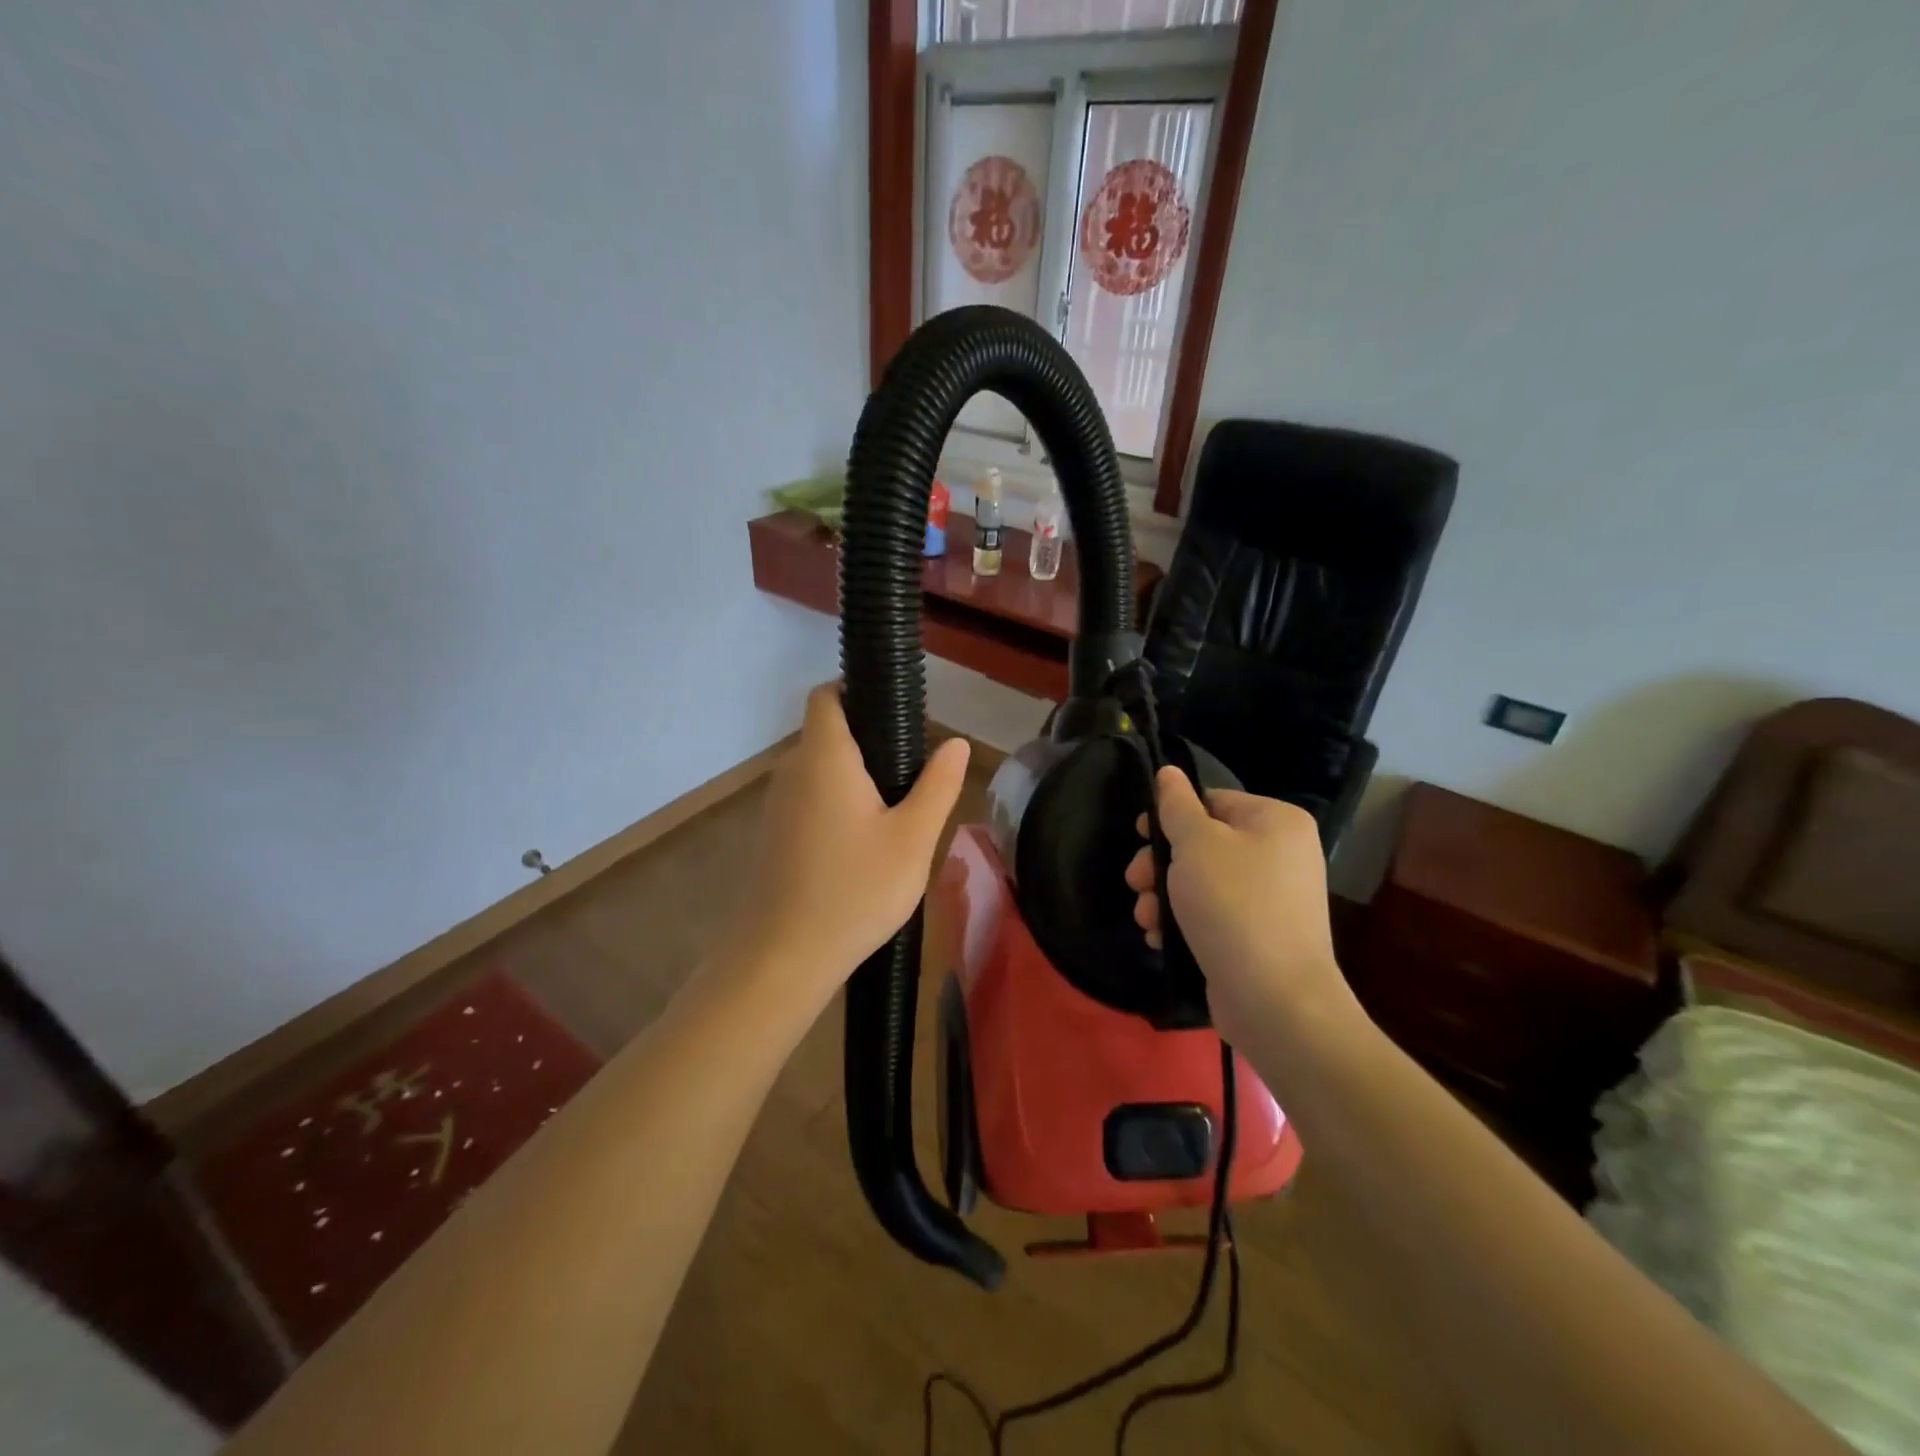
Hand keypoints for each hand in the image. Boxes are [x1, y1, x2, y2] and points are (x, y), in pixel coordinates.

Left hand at [730, 685, 969, 1010]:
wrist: (783, 957)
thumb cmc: (855, 890)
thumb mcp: (913, 839)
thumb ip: (938, 785)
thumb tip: (958, 743)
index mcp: (824, 757)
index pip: (827, 695)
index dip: (857, 691)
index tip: (897, 714)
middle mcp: (792, 770)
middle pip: (827, 732)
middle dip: (868, 740)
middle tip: (912, 774)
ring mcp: (777, 804)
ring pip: (819, 769)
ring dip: (853, 776)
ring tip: (895, 810)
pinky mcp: (774, 834)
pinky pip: (809, 798)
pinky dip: (836, 802)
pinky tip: (863, 842)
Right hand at [1125, 767, 1355, 1042]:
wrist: (1276, 1000)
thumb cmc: (1234, 906)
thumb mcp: (1196, 845)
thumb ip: (1176, 806)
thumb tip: (1168, 772)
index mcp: (1276, 821)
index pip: (1212, 801)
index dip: (1170, 816)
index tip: (1139, 837)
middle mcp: (1280, 854)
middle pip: (1203, 843)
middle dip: (1160, 865)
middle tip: (1135, 883)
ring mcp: (1272, 899)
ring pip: (1201, 882)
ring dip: (1163, 897)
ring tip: (1145, 919)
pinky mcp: (1258, 936)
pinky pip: (1213, 915)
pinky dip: (1184, 922)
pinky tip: (1161, 938)